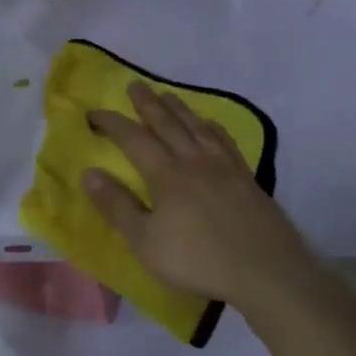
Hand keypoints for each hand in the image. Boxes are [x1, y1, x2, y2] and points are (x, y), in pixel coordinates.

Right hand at [82, 82, 316, 312]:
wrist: (265, 271)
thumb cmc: (197, 261)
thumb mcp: (145, 241)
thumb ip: (117, 206)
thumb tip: (89, 172)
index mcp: (167, 175)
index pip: (134, 139)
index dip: (113, 123)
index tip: (94, 112)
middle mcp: (195, 161)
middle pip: (168, 124)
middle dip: (148, 104)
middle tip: (135, 84)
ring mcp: (225, 167)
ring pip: (198, 127)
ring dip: (180, 109)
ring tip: (168, 95)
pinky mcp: (247, 179)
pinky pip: (225, 141)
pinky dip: (212, 127)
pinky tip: (211, 125)